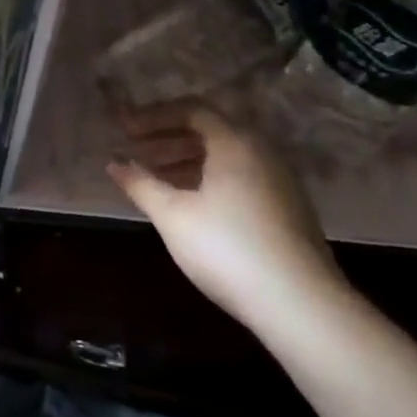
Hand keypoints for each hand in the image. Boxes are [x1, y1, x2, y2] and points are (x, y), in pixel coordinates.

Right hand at [108, 103, 343, 325]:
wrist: (302, 305)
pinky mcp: (289, 209)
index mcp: (234, 142)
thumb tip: (114, 162)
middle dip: (169, 138)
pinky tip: (192, 205)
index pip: (192, 110)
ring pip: (226, 156)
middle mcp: (261, 152)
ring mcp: (280, 181)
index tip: (125, 131)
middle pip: (210, 131)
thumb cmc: (227, 248)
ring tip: (157, 180)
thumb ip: (140, 183)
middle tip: (137, 152)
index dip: (154, 117)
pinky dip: (210, 179)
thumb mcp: (173, 215)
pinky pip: (242, 177)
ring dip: (188, 160)